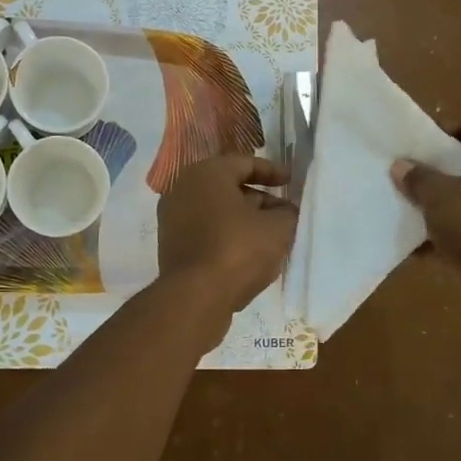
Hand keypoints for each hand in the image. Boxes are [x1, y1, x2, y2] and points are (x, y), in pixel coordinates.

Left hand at [157, 154, 297, 327]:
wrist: (194, 297)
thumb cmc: (238, 250)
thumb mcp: (278, 228)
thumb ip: (286, 213)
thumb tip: (284, 211)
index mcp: (206, 173)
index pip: (244, 163)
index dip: (272, 171)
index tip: (290, 180)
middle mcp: (182, 188)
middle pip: (228, 186)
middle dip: (258, 198)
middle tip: (283, 211)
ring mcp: (172, 217)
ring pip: (216, 210)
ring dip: (243, 219)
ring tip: (269, 234)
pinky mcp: (170, 244)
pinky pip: (205, 230)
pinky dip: (226, 234)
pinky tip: (247, 252)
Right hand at [391, 123, 460, 290]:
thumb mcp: (440, 197)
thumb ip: (418, 178)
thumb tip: (400, 166)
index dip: (435, 135)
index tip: (408, 150)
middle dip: (433, 172)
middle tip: (403, 178)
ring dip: (439, 203)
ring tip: (406, 209)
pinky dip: (450, 229)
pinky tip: (419, 242)